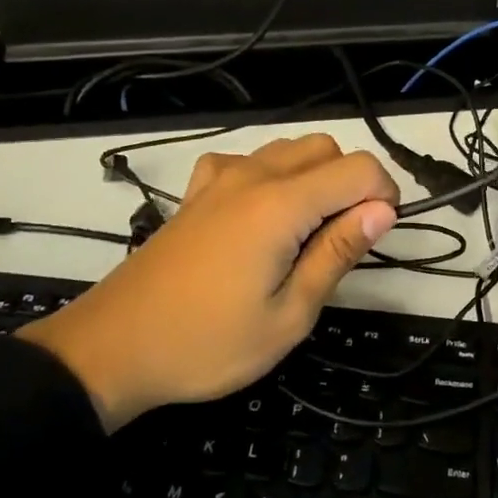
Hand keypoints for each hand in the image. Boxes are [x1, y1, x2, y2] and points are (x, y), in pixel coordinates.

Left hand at [19, 134, 398, 430]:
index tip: (378, 237)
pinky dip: (269, 176)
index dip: (385, 196)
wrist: (113, 348)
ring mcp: (221, 177)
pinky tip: (258, 214)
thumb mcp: (288, 316)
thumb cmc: (207, 343)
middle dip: (351, 184)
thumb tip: (384, 210)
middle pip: (327, 149)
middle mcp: (254, 175)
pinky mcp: (198, 191)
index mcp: (281, 205)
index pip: (359, 169)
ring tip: (304, 234)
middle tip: (342, 242)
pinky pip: (248, 160)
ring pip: (290, 149)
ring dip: (313, 178)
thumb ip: (338, 253)